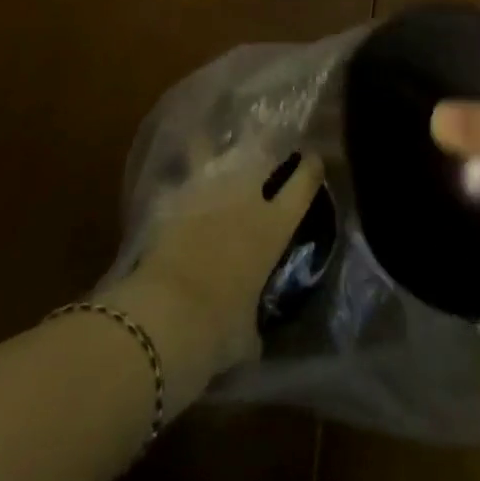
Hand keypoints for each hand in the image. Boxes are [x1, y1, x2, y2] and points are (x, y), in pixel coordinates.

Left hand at [107, 144, 322, 388]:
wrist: (166, 314)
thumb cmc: (218, 331)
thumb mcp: (245, 336)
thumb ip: (251, 323)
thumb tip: (248, 333)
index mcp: (273, 227)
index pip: (303, 184)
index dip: (311, 168)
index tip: (313, 160)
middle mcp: (246, 198)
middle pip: (263, 154)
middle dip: (267, 146)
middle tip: (268, 144)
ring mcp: (208, 190)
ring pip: (220, 153)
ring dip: (223, 151)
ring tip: (222, 145)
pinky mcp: (174, 196)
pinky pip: (185, 174)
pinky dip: (186, 171)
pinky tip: (182, 167)